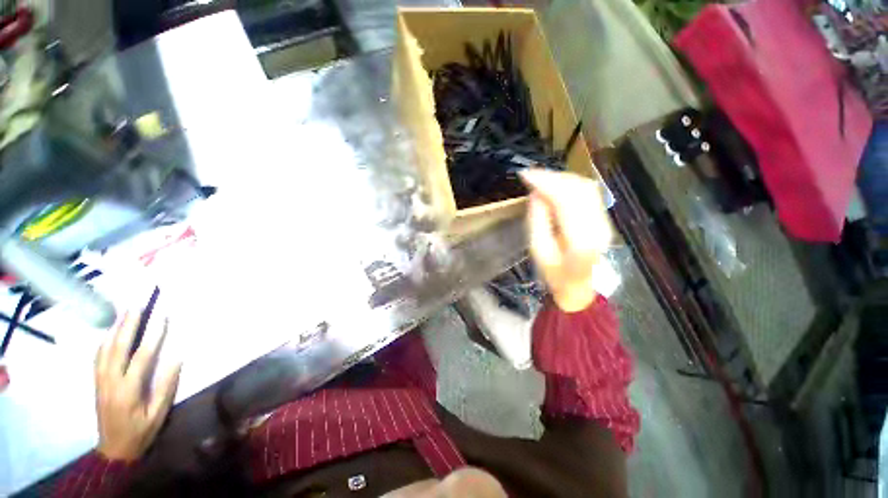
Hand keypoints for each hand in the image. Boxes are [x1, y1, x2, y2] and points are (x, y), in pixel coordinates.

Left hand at [94, 311, 180, 461]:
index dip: (152, 336)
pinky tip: (110, 332)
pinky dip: (104, 341)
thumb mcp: (158, 414)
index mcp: (128, 390)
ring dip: (114, 329)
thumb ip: (166, 386)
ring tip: (123, 313)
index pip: (141, 357)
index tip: (161, 317)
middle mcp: (111, 382)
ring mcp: (101, 381)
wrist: (114, 450)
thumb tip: (177, 358)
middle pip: (117, 348)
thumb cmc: (140, 432)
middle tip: (136, 305)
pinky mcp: (97, 383)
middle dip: (127, 325)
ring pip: (105, 350)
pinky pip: (98, 357)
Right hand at [521, 169, 612, 312]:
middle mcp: (599, 226)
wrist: (577, 285)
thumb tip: (536, 194)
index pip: (566, 200)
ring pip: (586, 187)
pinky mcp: (603, 218)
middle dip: (553, 177)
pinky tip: (555, 184)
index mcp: (581, 240)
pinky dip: (570, 184)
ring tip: (540, 178)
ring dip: (561, 178)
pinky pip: (588, 192)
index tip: (525, 175)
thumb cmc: (553, 273)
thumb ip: (537, 221)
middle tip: (530, 175)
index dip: (546, 183)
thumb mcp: (537, 250)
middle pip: (579, 189)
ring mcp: (605, 221)